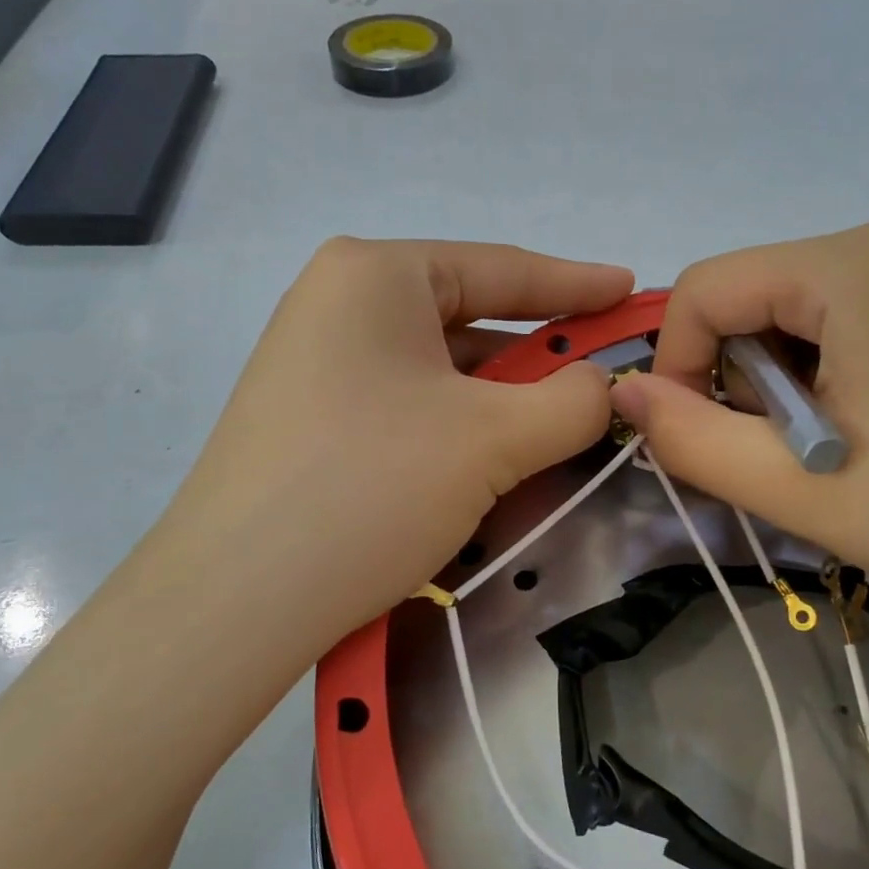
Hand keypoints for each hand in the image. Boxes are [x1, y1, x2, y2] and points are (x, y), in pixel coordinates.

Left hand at [167, 238, 632, 665]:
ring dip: (498, 405)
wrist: (236, 600)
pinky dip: (454, 431)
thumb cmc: (372, 486)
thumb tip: (602, 388)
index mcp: (375, 275)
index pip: (500, 268)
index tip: (631, 290)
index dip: (577, 282)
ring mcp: (314, 364)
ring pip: (437, 373)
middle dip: (537, 359)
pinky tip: (484, 470)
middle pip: (467, 322)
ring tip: (551, 439)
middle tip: (599, 383)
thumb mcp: (494, 439)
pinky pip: (404, 409)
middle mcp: (336, 305)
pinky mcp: (307, 421)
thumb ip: (573, 401)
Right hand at [609, 222, 868, 632]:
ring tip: (851, 445)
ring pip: (825, 301)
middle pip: (767, 291)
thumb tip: (623, 396)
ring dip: (802, 371)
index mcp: (854, 268)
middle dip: (747, 373)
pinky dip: (863, 358)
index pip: (707, 286)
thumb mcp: (804, 492)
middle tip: (788, 456)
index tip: (699, 435)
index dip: (677, 362)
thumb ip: (692, 440)